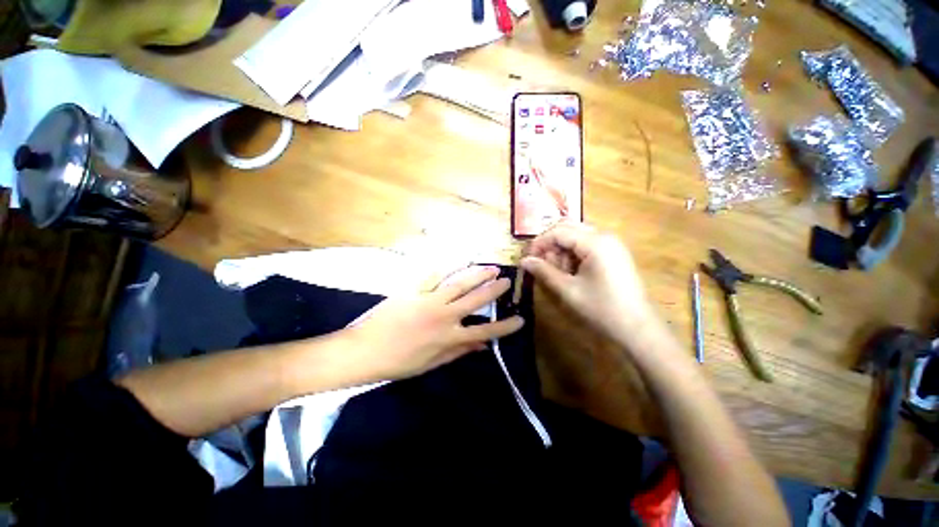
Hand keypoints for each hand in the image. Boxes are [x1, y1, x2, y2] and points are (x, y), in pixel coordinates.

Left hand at [346, 266, 523, 381]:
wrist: (364, 350)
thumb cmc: (399, 363)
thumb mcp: (432, 363)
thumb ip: (459, 351)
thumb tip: (482, 345)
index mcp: (449, 338)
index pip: (485, 331)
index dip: (505, 326)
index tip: (520, 319)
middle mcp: (444, 316)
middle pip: (476, 300)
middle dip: (494, 290)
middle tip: (507, 280)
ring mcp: (430, 300)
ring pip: (460, 284)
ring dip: (477, 275)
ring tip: (491, 268)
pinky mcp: (416, 290)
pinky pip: (435, 276)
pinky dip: (449, 268)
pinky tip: (460, 261)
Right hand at [521, 222, 656, 345]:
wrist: (637, 327)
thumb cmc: (602, 308)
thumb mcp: (568, 290)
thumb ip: (544, 271)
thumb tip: (524, 261)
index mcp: (595, 242)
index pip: (558, 231)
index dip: (539, 243)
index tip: (527, 259)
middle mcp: (604, 236)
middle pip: (567, 228)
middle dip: (550, 244)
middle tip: (541, 263)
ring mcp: (611, 244)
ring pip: (576, 235)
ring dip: (561, 249)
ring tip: (558, 271)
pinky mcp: (613, 253)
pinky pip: (586, 244)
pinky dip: (573, 254)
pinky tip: (571, 272)